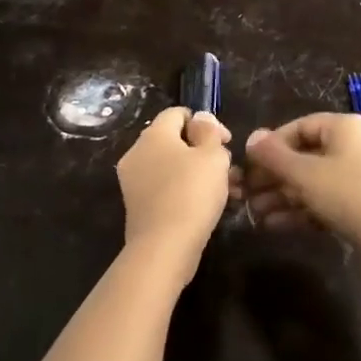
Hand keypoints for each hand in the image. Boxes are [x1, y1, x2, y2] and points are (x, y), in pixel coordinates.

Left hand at [117, 107, 232, 283]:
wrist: (164, 247)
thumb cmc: (192, 193)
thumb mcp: (212, 156)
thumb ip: (209, 131)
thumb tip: (200, 119)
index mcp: (153, 134)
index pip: (178, 113)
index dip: (204, 122)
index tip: (225, 141)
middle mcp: (137, 152)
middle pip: (174, 140)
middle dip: (203, 150)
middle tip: (227, 168)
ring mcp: (133, 180)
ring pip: (171, 166)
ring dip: (198, 172)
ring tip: (226, 190)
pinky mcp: (137, 205)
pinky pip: (164, 187)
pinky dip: (184, 190)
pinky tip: (206, 206)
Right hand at [233, 113, 360, 264]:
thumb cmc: (349, 196)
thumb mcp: (305, 174)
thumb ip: (274, 155)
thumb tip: (251, 137)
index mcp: (344, 127)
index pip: (298, 128)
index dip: (270, 146)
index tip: (249, 168)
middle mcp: (355, 145)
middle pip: (305, 155)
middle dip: (274, 177)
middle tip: (247, 195)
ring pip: (314, 181)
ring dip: (283, 196)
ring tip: (256, 215)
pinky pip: (327, 198)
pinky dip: (303, 209)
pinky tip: (276, 225)